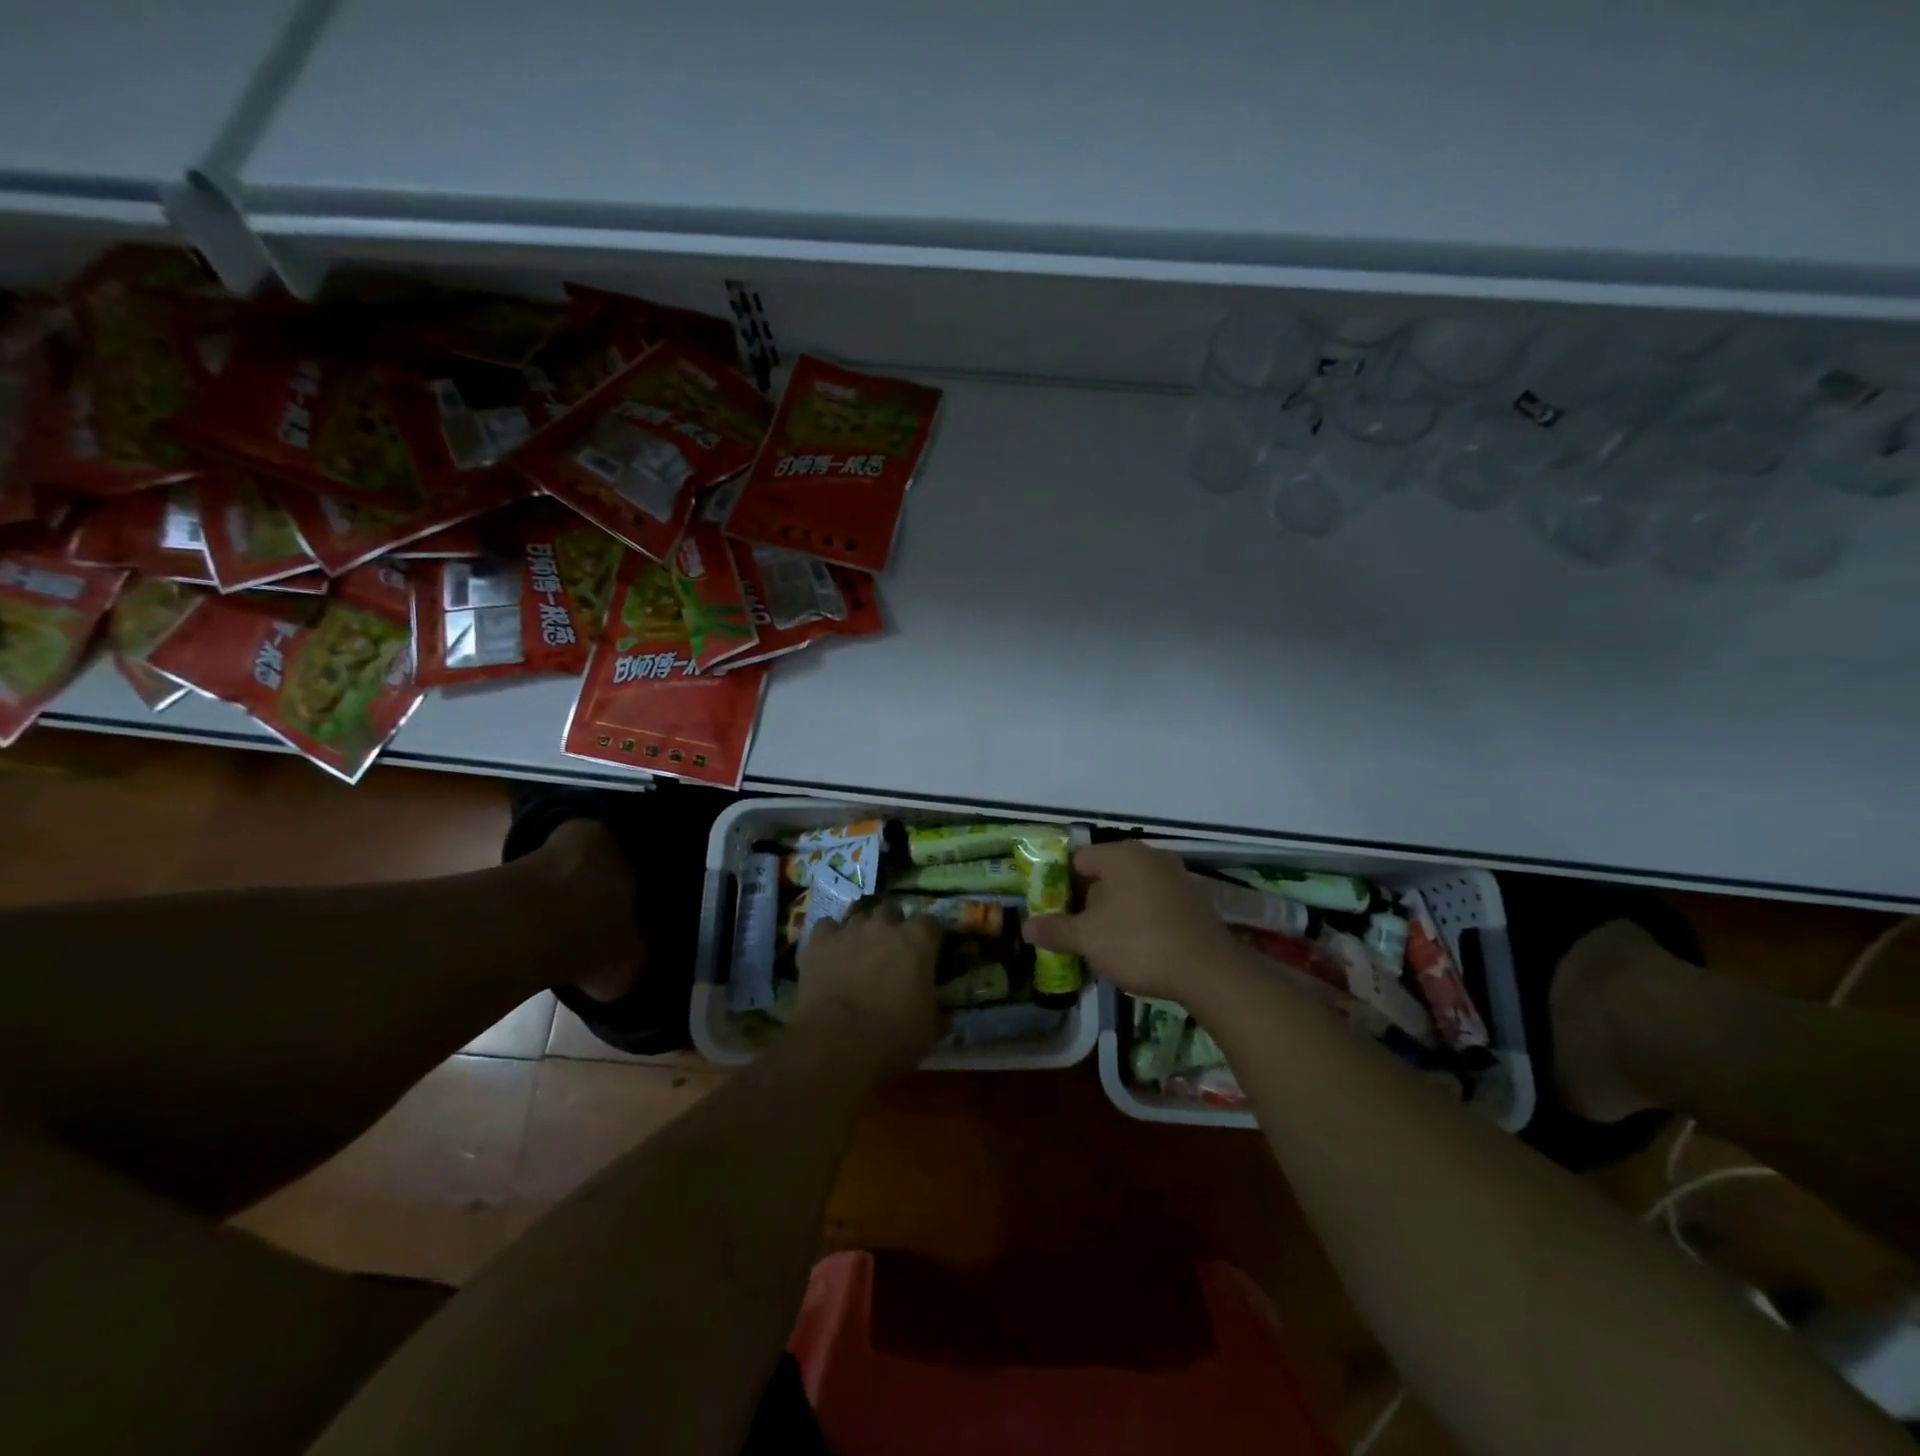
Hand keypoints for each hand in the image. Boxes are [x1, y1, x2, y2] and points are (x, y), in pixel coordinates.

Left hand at [795, 905, 942, 1077]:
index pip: (931, 923)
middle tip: (891, 953)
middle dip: (893, 927)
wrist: (837, 1042)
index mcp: (918, 940)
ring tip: (859, 955)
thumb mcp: (930, 1029)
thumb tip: (944, 1012)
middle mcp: (885, 924)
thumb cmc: (893, 1036)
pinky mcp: (819, 941)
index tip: (928, 955)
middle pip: (892, 911)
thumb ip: (937, 1010)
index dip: (929, 939)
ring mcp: (849, 929)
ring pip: (859, 917)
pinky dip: (831, 938)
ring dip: (862, 932)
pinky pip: (827, 927)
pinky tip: (830, 955)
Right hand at [1022, 842, 1244, 1001]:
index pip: (1076, 860)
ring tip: (1102, 943)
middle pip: (1104, 873)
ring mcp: (1176, 876)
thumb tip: (1026, 926)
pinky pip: (1154, 902)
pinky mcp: (1194, 900)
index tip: (1050, 911)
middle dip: (1086, 900)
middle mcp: (1149, 856)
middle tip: (1073, 930)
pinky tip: (1136, 947)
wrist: (1208, 971)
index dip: (1058, 884)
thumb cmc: (1138, 943)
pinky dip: (1140, 918)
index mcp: (1120, 855)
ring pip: (1130, 889)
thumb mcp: (1087, 938)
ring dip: (1114, 911)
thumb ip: (1055, 929)